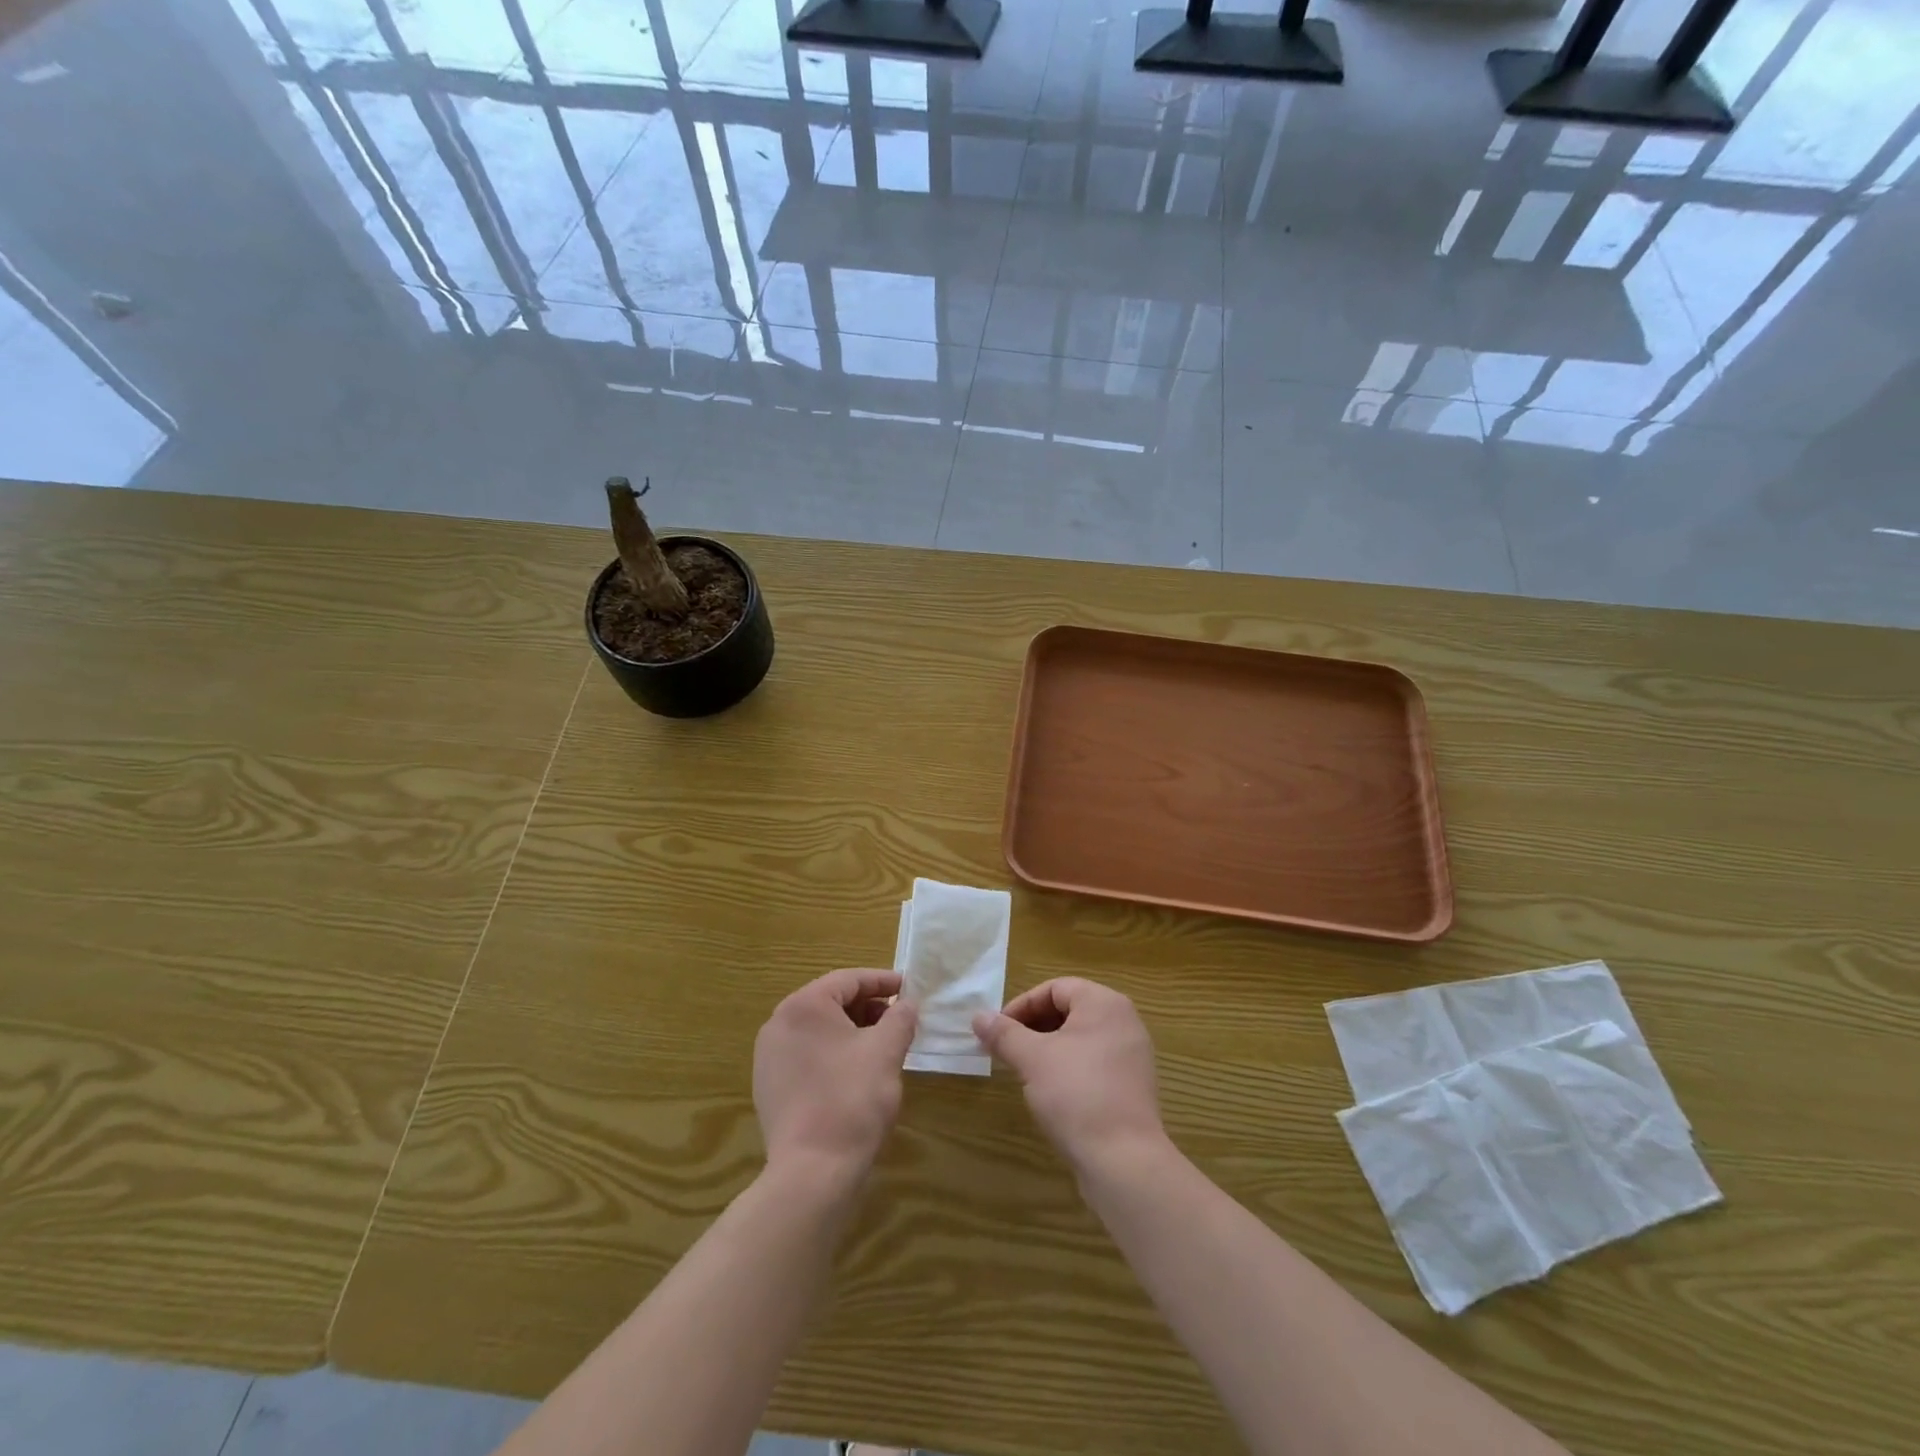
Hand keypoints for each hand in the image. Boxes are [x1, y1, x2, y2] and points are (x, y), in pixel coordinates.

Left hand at [754, 968, 917, 1188]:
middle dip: (868, 1007)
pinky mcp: (770, 1087)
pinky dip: (834, 1053)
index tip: (909, 988)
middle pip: (831, 1002)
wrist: (812, 1172)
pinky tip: (857, 1073)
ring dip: (852, 1031)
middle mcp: (778, 1024)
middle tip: (899, 1019)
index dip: (883, 981)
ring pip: (819, 1030)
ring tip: (883, 1046)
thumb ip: (900, 1017)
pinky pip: (807, 1055)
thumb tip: (907, 1004)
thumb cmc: (852, 1098)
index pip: (849, 980)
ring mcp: (769, 1057)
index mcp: (803, 1006)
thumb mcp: (887, 1050)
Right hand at [973, 978, 1166, 1176]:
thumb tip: (979, 1017)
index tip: (998, 1031)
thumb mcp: (1032, 1059)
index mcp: (1104, 1003)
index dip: (1022, 1005)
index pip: (1055, 988)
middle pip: (1068, 1010)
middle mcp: (1124, 1021)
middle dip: (1033, 1027)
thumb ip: (1004, 1034)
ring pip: (1080, 1038)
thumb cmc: (1076, 1094)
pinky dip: (1068, 1068)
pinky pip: (1094, 1063)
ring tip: (1024, 1071)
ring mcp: (1132, 1055)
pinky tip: (1051, 1093)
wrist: (1124, 1161)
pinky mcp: (1132, 1086)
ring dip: (1048, 1048)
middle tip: (1007, 1050)